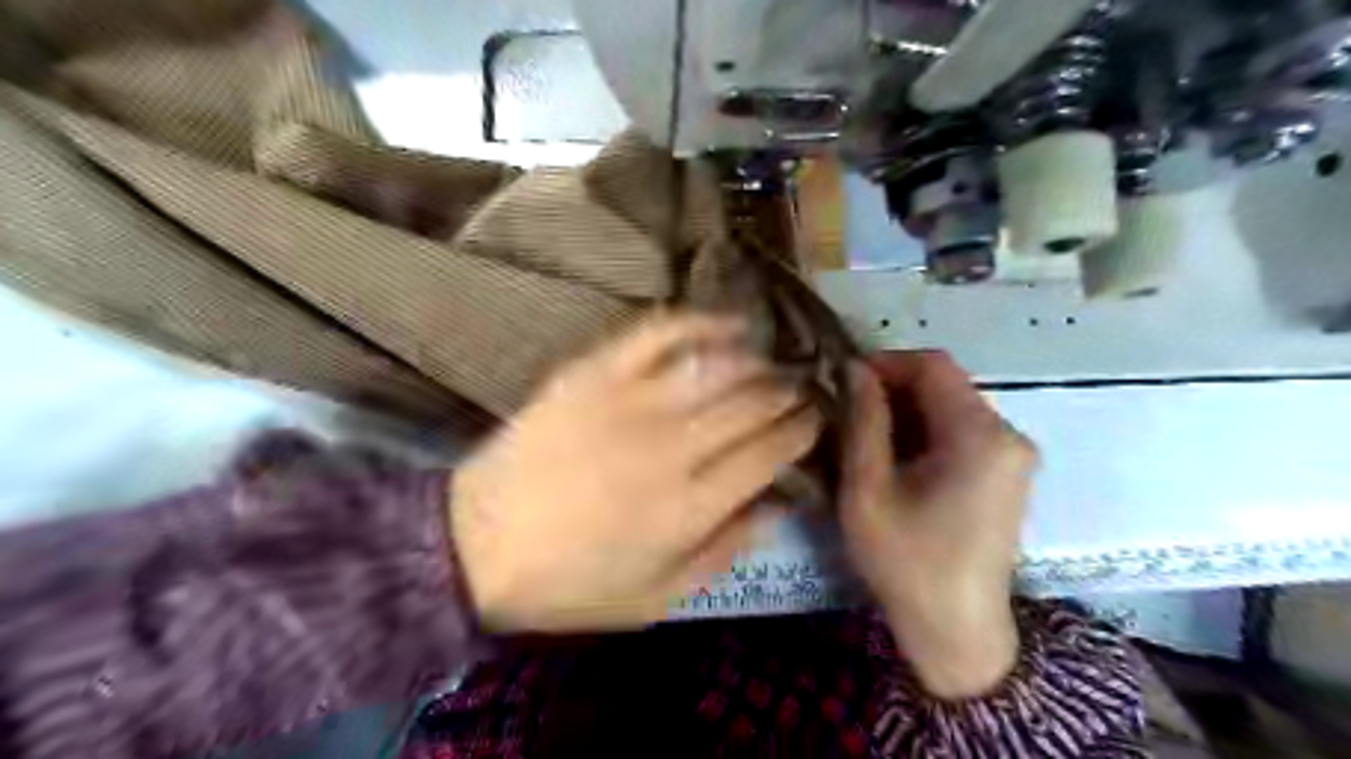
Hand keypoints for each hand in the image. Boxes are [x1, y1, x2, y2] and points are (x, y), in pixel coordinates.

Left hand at [452, 312, 817, 631]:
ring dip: (757, 360)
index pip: (770, 453)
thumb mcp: (657, 598)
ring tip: (771, 361)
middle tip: (801, 388)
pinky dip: (699, 321)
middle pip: (753, 403)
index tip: (815, 421)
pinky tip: (727, 323)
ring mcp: (631, 402)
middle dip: (789, 393)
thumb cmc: (570, 582)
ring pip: (718, 365)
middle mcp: (673, 446)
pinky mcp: (595, 373)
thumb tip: (777, 507)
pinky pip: (658, 333)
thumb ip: (724, 552)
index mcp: (691, 506)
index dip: (802, 432)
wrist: (476, 545)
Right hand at [843, 352, 1036, 696]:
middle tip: (847, 413)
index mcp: (979, 435)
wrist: (957, 631)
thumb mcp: (867, 489)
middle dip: (892, 389)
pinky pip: (962, 431)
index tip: (845, 382)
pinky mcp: (1008, 473)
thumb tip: (854, 368)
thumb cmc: (907, 562)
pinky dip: (925, 432)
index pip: (933, 365)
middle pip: (945, 384)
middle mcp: (1008, 435)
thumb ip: (862, 421)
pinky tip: (895, 460)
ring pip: (951, 406)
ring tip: (864, 438)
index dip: (886, 363)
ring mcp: (1013, 455)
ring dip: (906, 412)